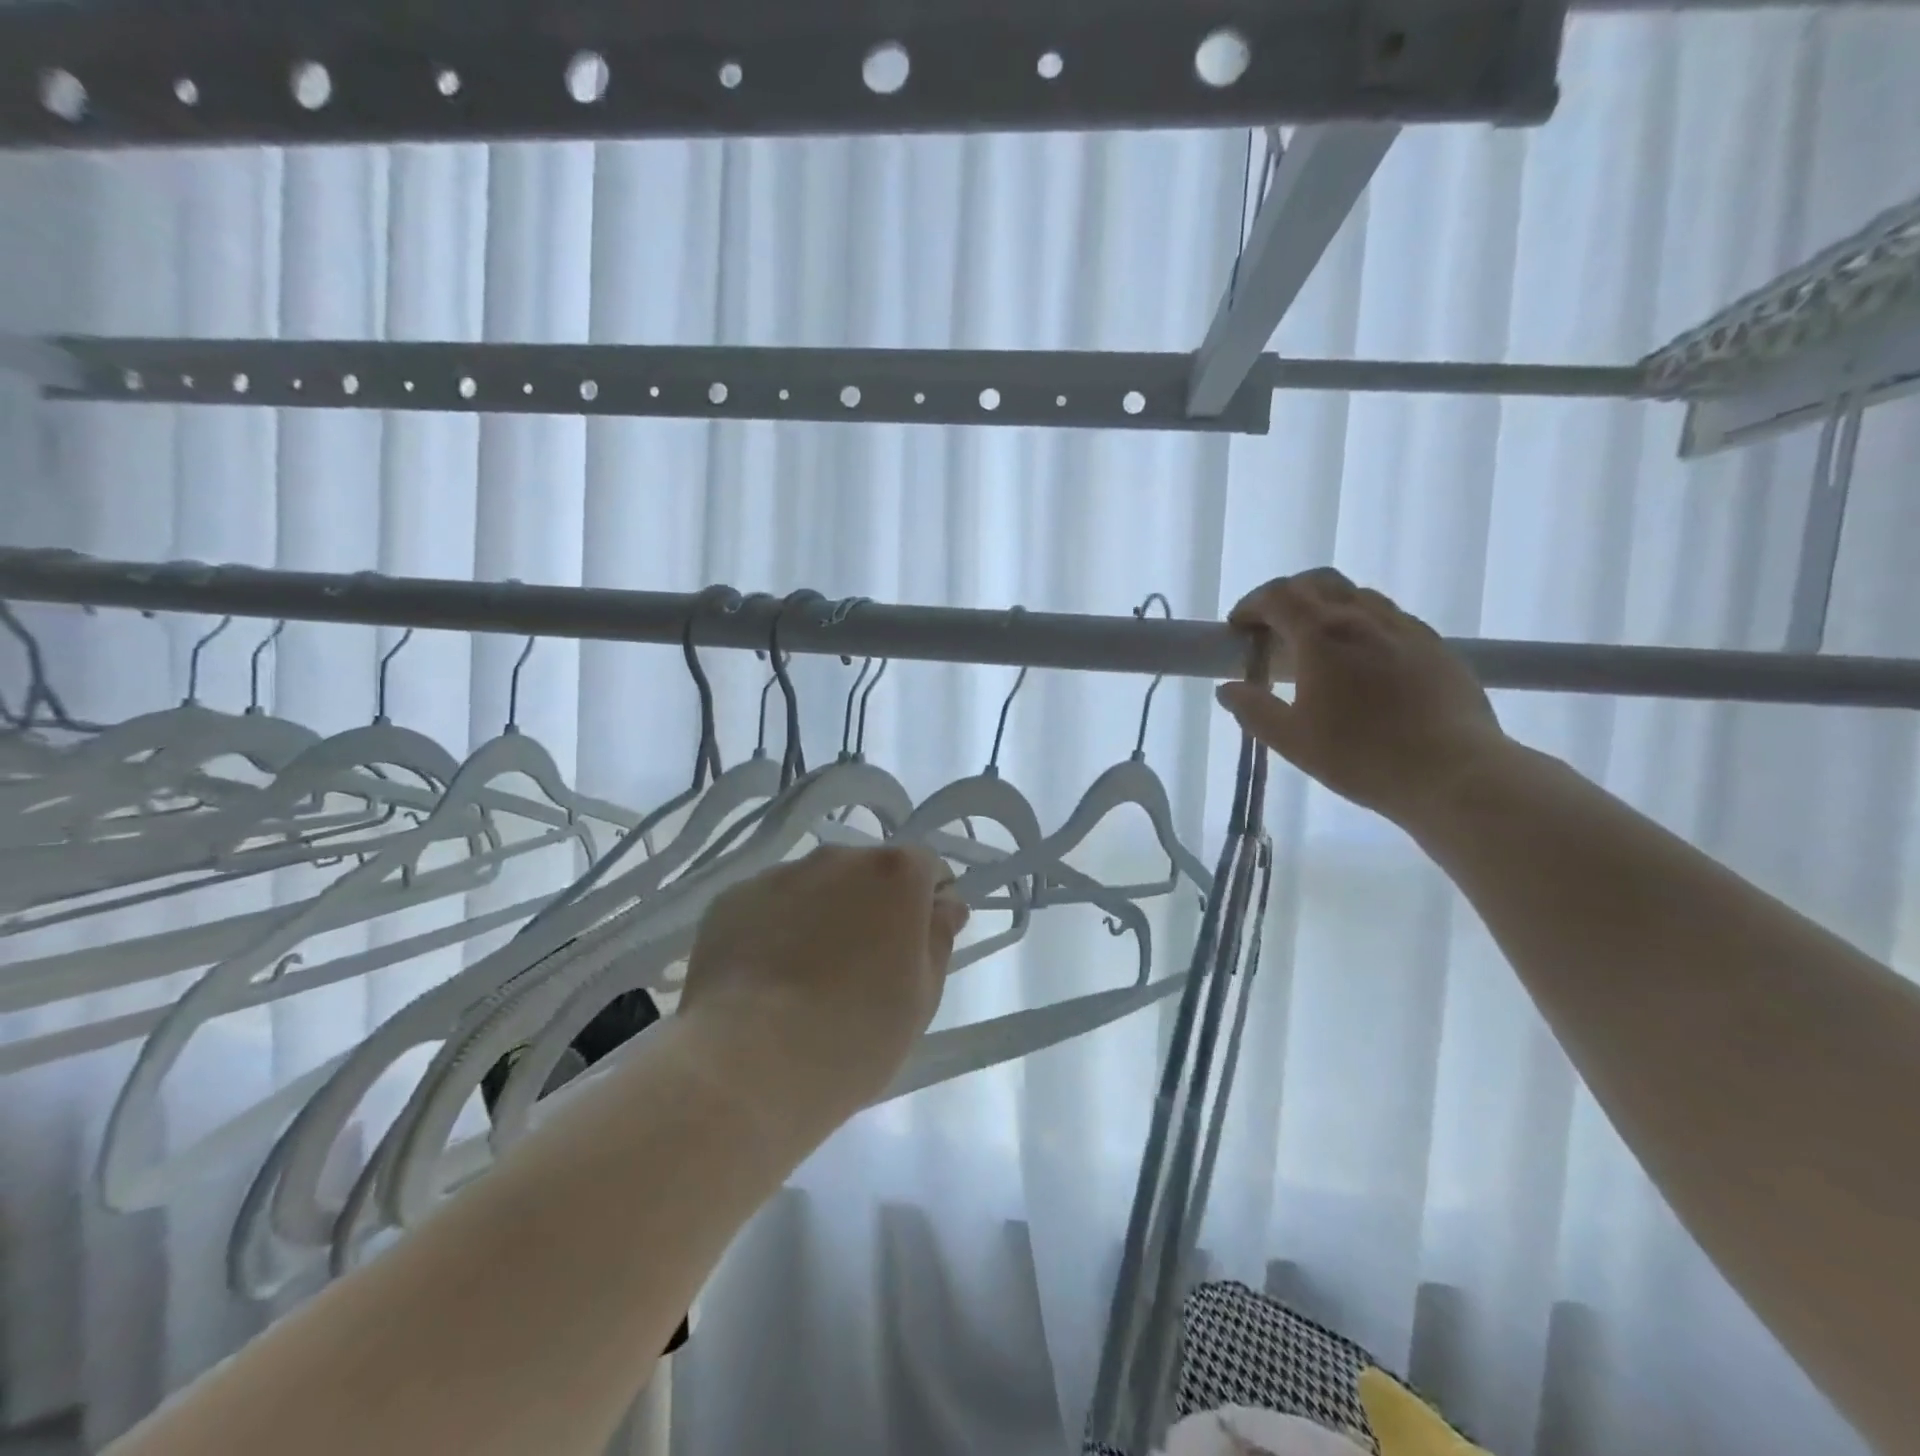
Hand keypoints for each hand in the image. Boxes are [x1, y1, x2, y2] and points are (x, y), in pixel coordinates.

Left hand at [678, 845, 968, 1119]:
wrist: (747, 1065)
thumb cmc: (855, 1035)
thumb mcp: (922, 996)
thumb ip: (939, 937)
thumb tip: (944, 904)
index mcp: (894, 874)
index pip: (926, 867)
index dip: (927, 902)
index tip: (917, 945)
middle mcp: (838, 857)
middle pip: (868, 872)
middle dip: (873, 905)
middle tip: (862, 967)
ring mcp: (780, 875)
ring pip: (816, 886)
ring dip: (823, 912)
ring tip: (806, 975)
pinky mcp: (731, 899)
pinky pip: (769, 905)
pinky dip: (775, 927)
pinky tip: (766, 978)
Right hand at [1214, 568, 1507, 828]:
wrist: (1454, 773)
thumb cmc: (1362, 757)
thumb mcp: (1292, 741)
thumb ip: (1254, 711)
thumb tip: (1228, 690)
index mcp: (1323, 635)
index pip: (1279, 596)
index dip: (1251, 605)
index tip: (1238, 628)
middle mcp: (1364, 619)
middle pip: (1319, 583)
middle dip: (1288, 597)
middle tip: (1273, 629)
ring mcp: (1406, 629)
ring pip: (1358, 596)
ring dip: (1326, 608)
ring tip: (1317, 646)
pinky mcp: (1436, 647)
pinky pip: (1390, 619)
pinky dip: (1362, 625)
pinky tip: (1363, 662)